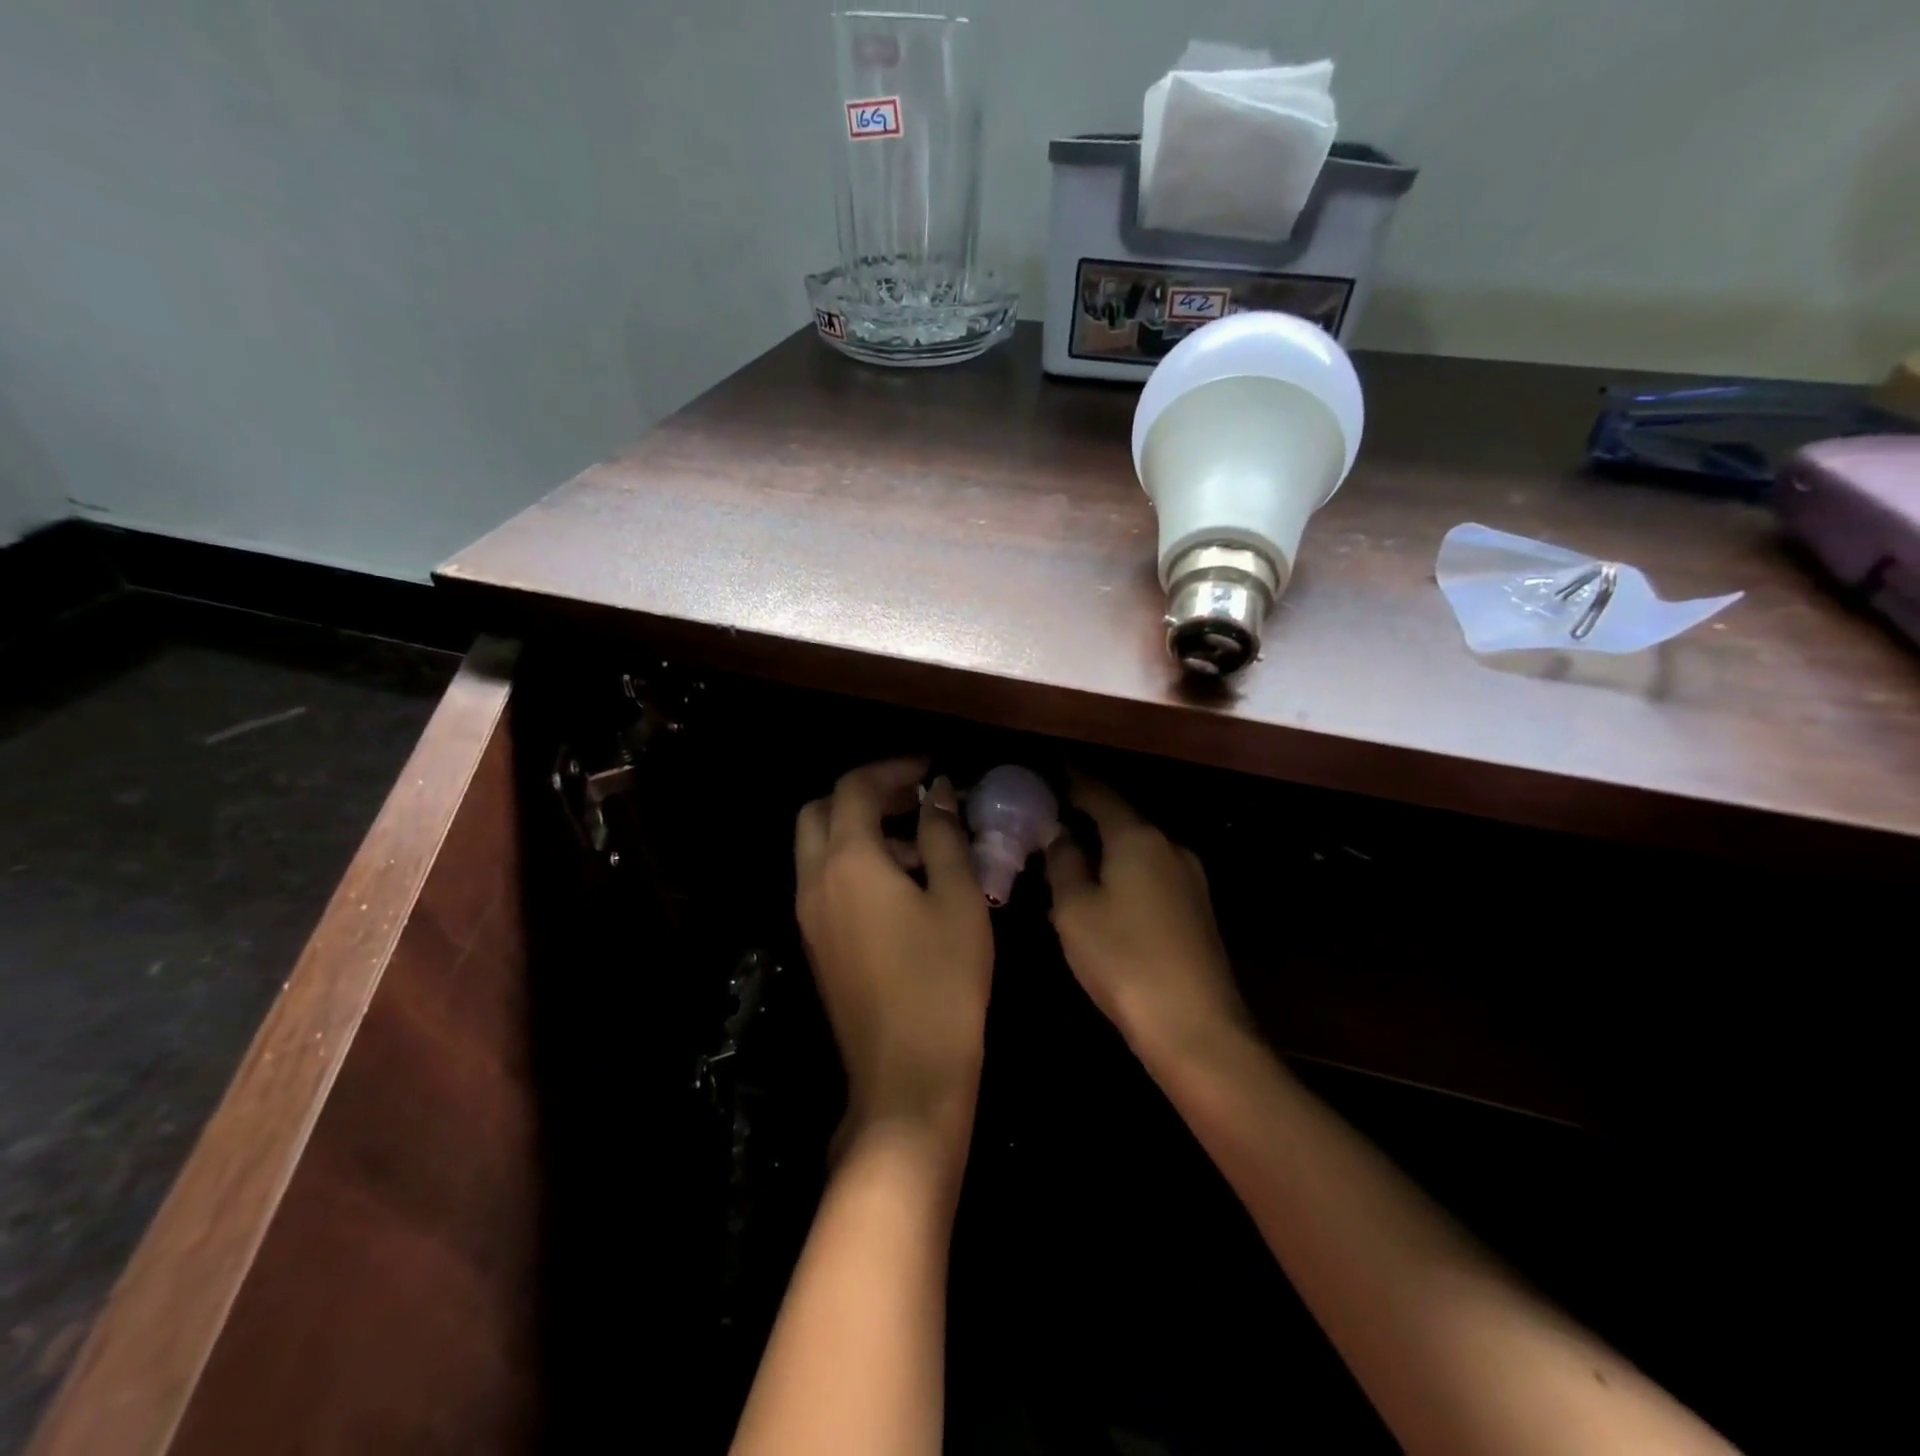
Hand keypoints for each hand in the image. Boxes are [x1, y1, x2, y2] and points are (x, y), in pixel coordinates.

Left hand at [795, 759, 993, 1142]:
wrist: (907, 1073)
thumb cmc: (943, 979)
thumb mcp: (957, 898)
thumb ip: (943, 835)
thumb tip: (938, 794)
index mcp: (848, 861)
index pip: (854, 788)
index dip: (892, 769)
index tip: (930, 771)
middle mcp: (814, 880)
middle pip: (820, 811)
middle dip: (863, 794)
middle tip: (912, 799)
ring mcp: (808, 915)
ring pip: (817, 847)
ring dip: (857, 829)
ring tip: (916, 842)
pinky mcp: (815, 943)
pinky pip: (822, 880)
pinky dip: (851, 862)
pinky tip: (900, 885)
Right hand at [1046, 773, 1251, 1065]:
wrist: (1196, 1028)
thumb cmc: (1124, 961)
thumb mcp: (1075, 910)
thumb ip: (1063, 863)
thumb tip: (1057, 832)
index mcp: (1138, 837)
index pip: (1098, 792)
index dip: (1070, 780)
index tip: (1047, 771)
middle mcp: (1170, 846)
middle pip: (1121, 819)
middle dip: (1086, 817)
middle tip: (1048, 822)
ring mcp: (1190, 878)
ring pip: (1137, 849)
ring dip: (1105, 849)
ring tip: (1070, 860)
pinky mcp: (1198, 909)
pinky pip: (1151, 875)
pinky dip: (1124, 873)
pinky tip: (1104, 896)